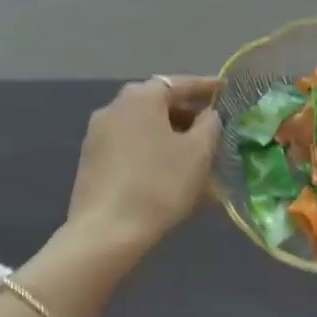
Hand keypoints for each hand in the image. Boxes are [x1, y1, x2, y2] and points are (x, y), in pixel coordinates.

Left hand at [65, 77, 220, 253]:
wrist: (105, 234)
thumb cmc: (158, 185)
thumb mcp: (198, 153)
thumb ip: (209, 124)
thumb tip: (207, 115)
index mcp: (140, 97)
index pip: (179, 83)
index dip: (206, 87)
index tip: (226, 91)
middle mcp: (114, 107)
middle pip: (158, 103)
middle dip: (187, 114)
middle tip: (213, 127)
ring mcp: (98, 134)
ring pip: (144, 127)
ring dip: (169, 135)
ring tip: (194, 155)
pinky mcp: (91, 161)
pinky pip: (130, 146)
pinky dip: (151, 151)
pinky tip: (168, 172)